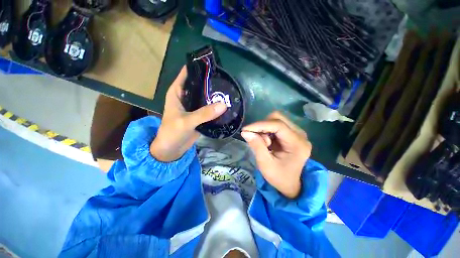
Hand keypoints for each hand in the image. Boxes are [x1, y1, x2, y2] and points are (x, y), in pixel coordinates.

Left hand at [150, 66, 226, 161]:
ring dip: (215, 96)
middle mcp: (186, 97)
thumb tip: (224, 104)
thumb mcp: (186, 121)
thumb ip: (204, 113)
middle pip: (199, 85)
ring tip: (228, 91)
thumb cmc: (172, 133)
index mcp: (177, 92)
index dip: (199, 68)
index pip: (187, 74)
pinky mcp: (199, 115)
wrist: (172, 149)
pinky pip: (209, 108)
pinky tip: (225, 105)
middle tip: (226, 80)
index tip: (213, 65)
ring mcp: (194, 107)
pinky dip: (216, 107)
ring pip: (205, 97)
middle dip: (211, 83)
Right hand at [241, 112, 311, 198]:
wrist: (292, 185)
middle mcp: (300, 135)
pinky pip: (276, 125)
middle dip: (262, 126)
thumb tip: (245, 132)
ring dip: (265, 129)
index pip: (278, 125)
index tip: (245, 130)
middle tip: (256, 139)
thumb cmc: (279, 178)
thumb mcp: (265, 164)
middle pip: (278, 118)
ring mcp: (298, 133)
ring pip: (276, 120)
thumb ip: (256, 146)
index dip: (260, 125)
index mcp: (297, 144)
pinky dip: (268, 131)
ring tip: (264, 144)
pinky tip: (268, 142)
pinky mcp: (292, 134)